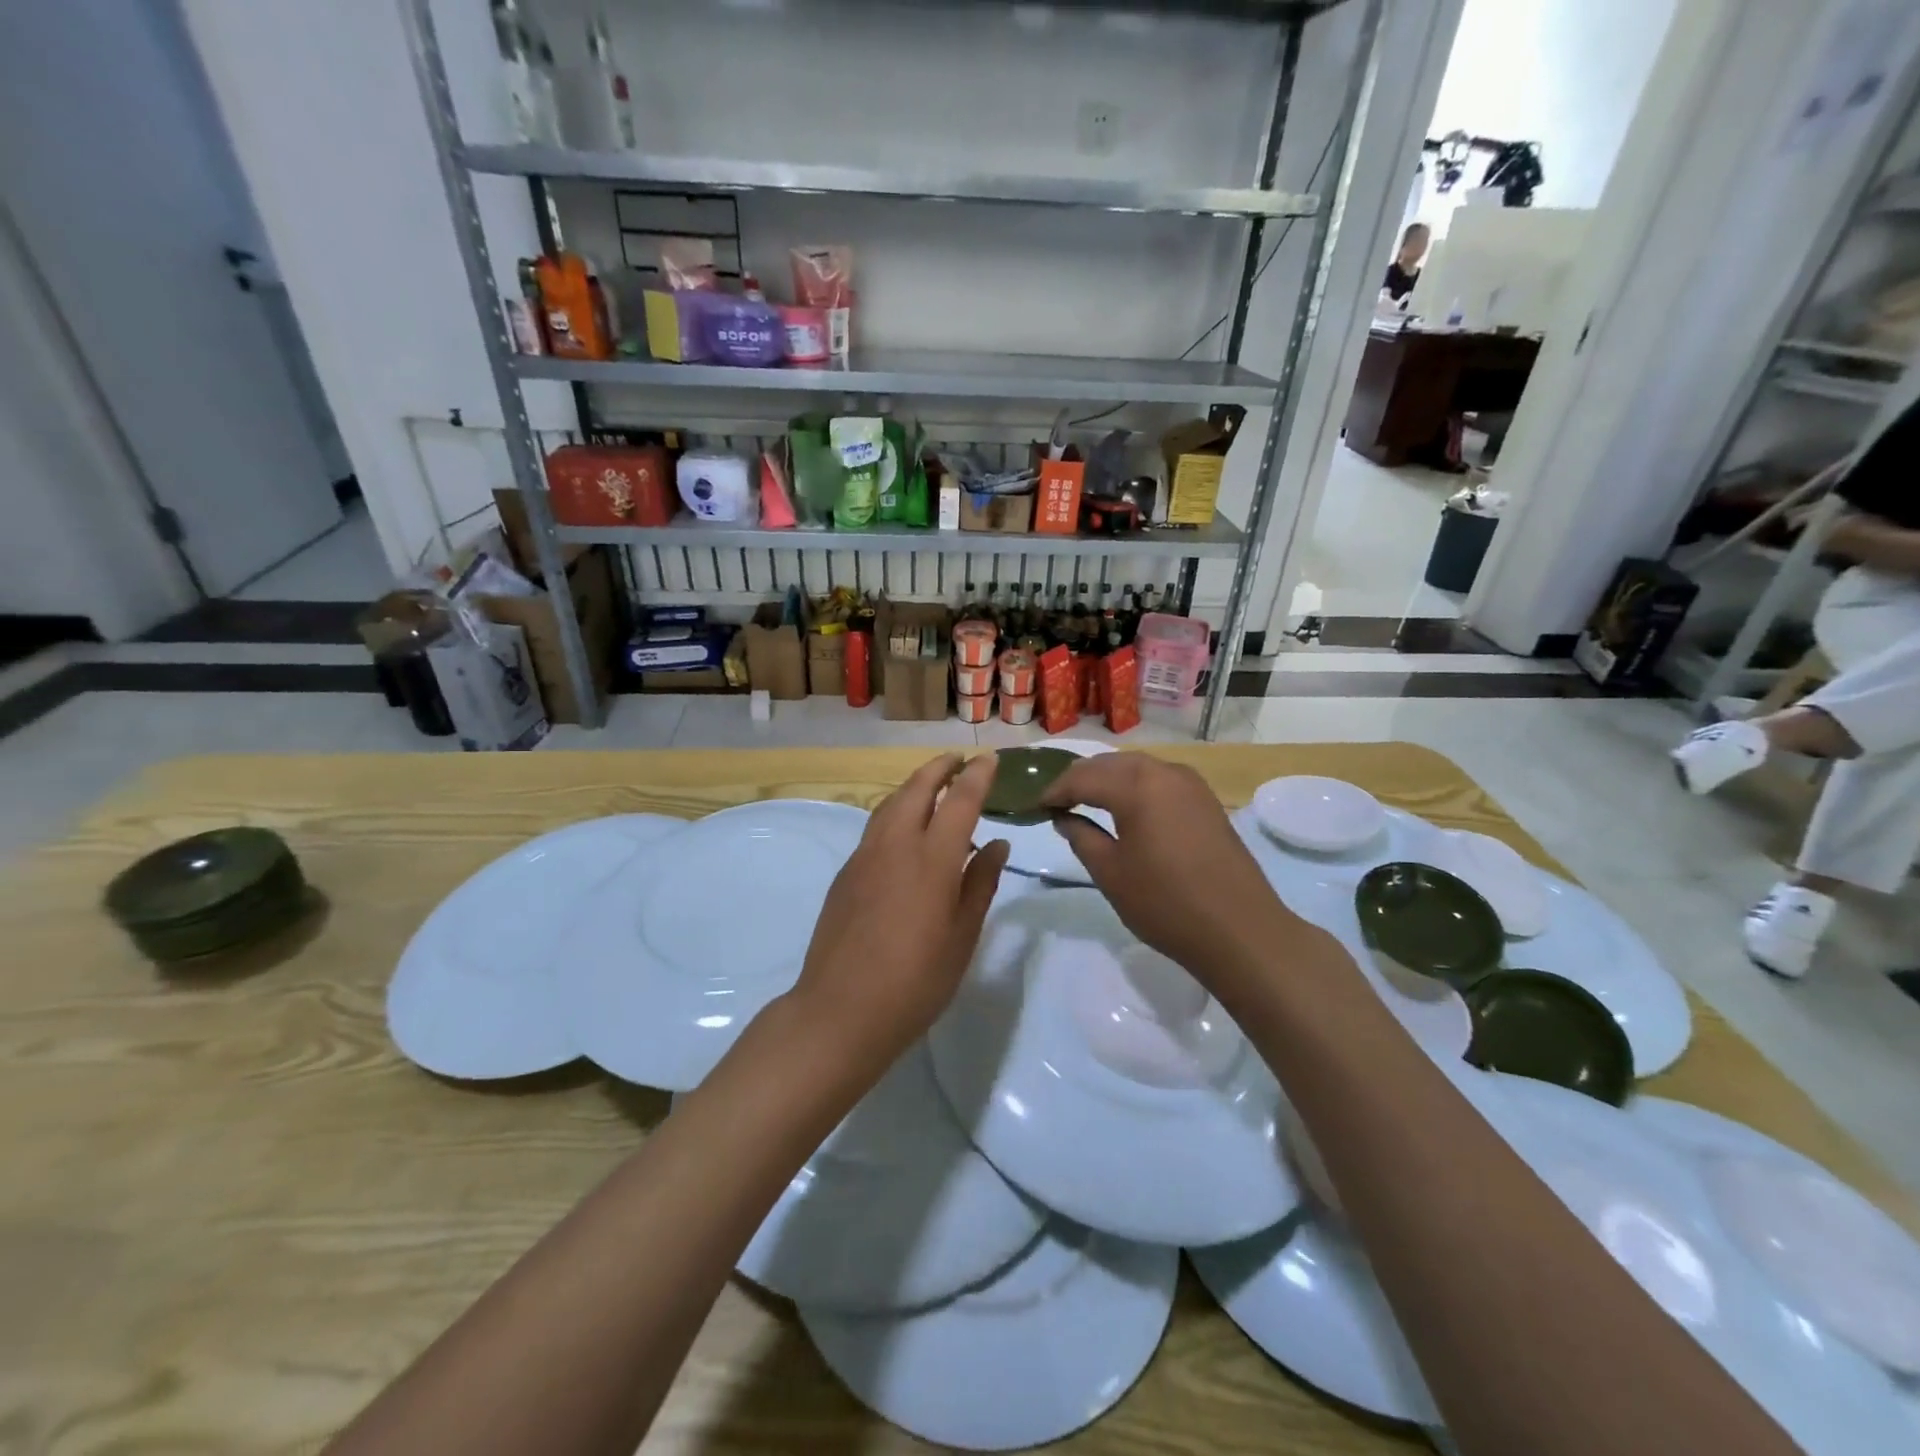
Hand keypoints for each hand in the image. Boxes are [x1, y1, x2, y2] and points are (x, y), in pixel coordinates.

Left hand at [789, 754, 1008, 1068]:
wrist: (841, 1010)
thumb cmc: (916, 980)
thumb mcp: (962, 936)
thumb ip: (981, 883)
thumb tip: (998, 844)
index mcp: (932, 859)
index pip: (960, 800)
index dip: (977, 775)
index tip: (989, 759)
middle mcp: (896, 845)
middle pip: (917, 788)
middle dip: (939, 767)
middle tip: (958, 760)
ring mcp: (864, 857)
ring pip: (890, 804)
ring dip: (914, 786)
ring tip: (932, 787)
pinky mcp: (845, 874)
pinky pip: (875, 828)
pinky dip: (896, 813)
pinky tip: (905, 832)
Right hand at [1041, 753, 1299, 981]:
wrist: (1240, 930)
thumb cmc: (1165, 903)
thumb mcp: (1110, 873)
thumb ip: (1081, 836)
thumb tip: (1064, 817)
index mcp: (1136, 785)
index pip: (1082, 778)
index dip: (1055, 791)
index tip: (1036, 806)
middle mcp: (1164, 772)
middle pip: (1110, 764)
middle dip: (1080, 779)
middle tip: (1057, 802)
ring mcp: (1190, 783)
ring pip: (1136, 768)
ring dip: (1107, 779)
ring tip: (1085, 802)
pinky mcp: (1205, 800)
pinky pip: (1159, 779)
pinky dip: (1134, 786)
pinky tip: (1125, 808)